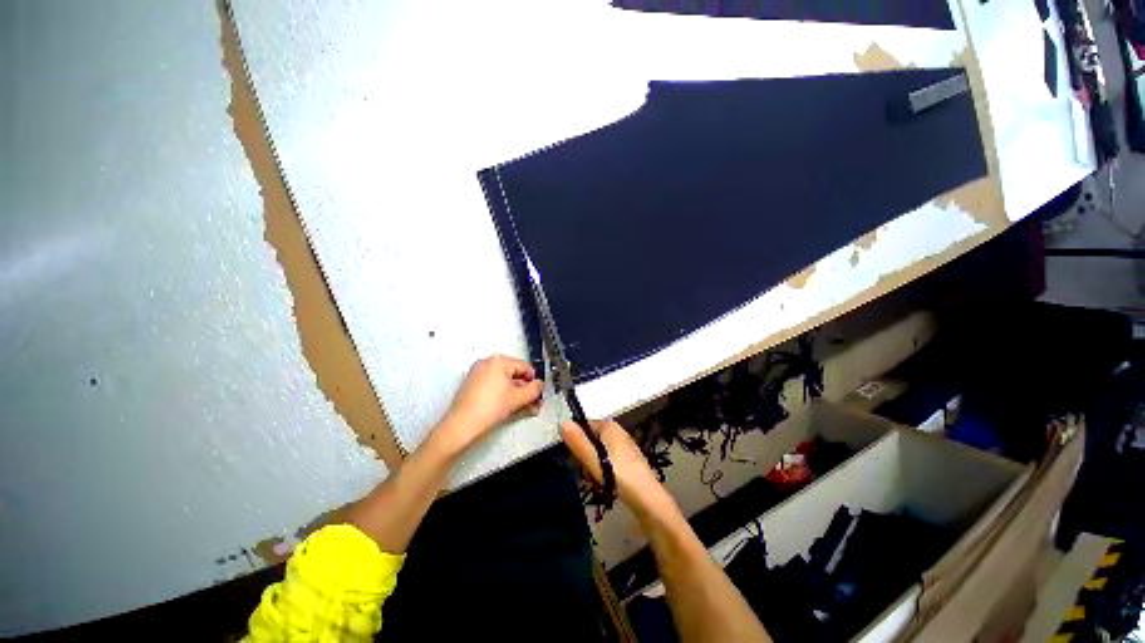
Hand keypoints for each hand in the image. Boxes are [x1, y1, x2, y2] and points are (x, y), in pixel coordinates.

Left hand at [435, 355, 543, 455]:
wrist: (463, 424)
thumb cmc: (489, 407)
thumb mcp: (519, 398)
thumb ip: (534, 389)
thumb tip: (539, 385)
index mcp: (499, 360)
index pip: (525, 367)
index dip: (534, 381)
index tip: (538, 393)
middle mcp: (487, 363)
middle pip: (514, 374)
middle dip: (525, 390)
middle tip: (533, 402)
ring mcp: (477, 373)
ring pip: (504, 382)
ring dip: (516, 394)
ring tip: (523, 408)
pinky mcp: (471, 385)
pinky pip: (493, 386)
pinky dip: (503, 395)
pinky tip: (509, 407)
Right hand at [562, 419, 670, 513]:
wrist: (648, 500)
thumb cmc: (619, 477)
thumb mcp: (594, 460)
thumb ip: (579, 442)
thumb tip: (563, 423)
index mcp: (609, 426)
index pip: (584, 424)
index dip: (576, 439)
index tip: (573, 458)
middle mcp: (618, 431)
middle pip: (591, 438)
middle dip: (584, 454)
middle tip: (585, 472)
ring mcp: (624, 445)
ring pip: (599, 450)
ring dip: (593, 464)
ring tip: (595, 480)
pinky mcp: (628, 459)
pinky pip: (608, 459)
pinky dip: (603, 469)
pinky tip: (605, 483)